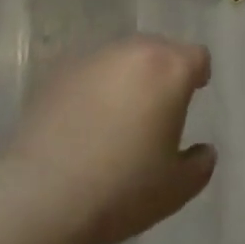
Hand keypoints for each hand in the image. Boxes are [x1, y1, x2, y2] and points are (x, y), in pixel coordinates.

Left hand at [0, 35, 216, 243]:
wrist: (41, 195)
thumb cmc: (122, 188)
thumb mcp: (176, 188)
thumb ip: (200, 164)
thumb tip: (204, 151)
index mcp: (169, 70)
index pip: (196, 55)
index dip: (198, 73)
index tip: (194, 93)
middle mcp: (133, 52)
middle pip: (159, 48)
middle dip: (163, 70)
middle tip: (158, 106)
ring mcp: (92, 58)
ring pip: (122, 57)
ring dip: (128, 76)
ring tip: (119, 113)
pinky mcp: (58, 72)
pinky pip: (89, 72)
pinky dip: (94, 87)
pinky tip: (85, 120)